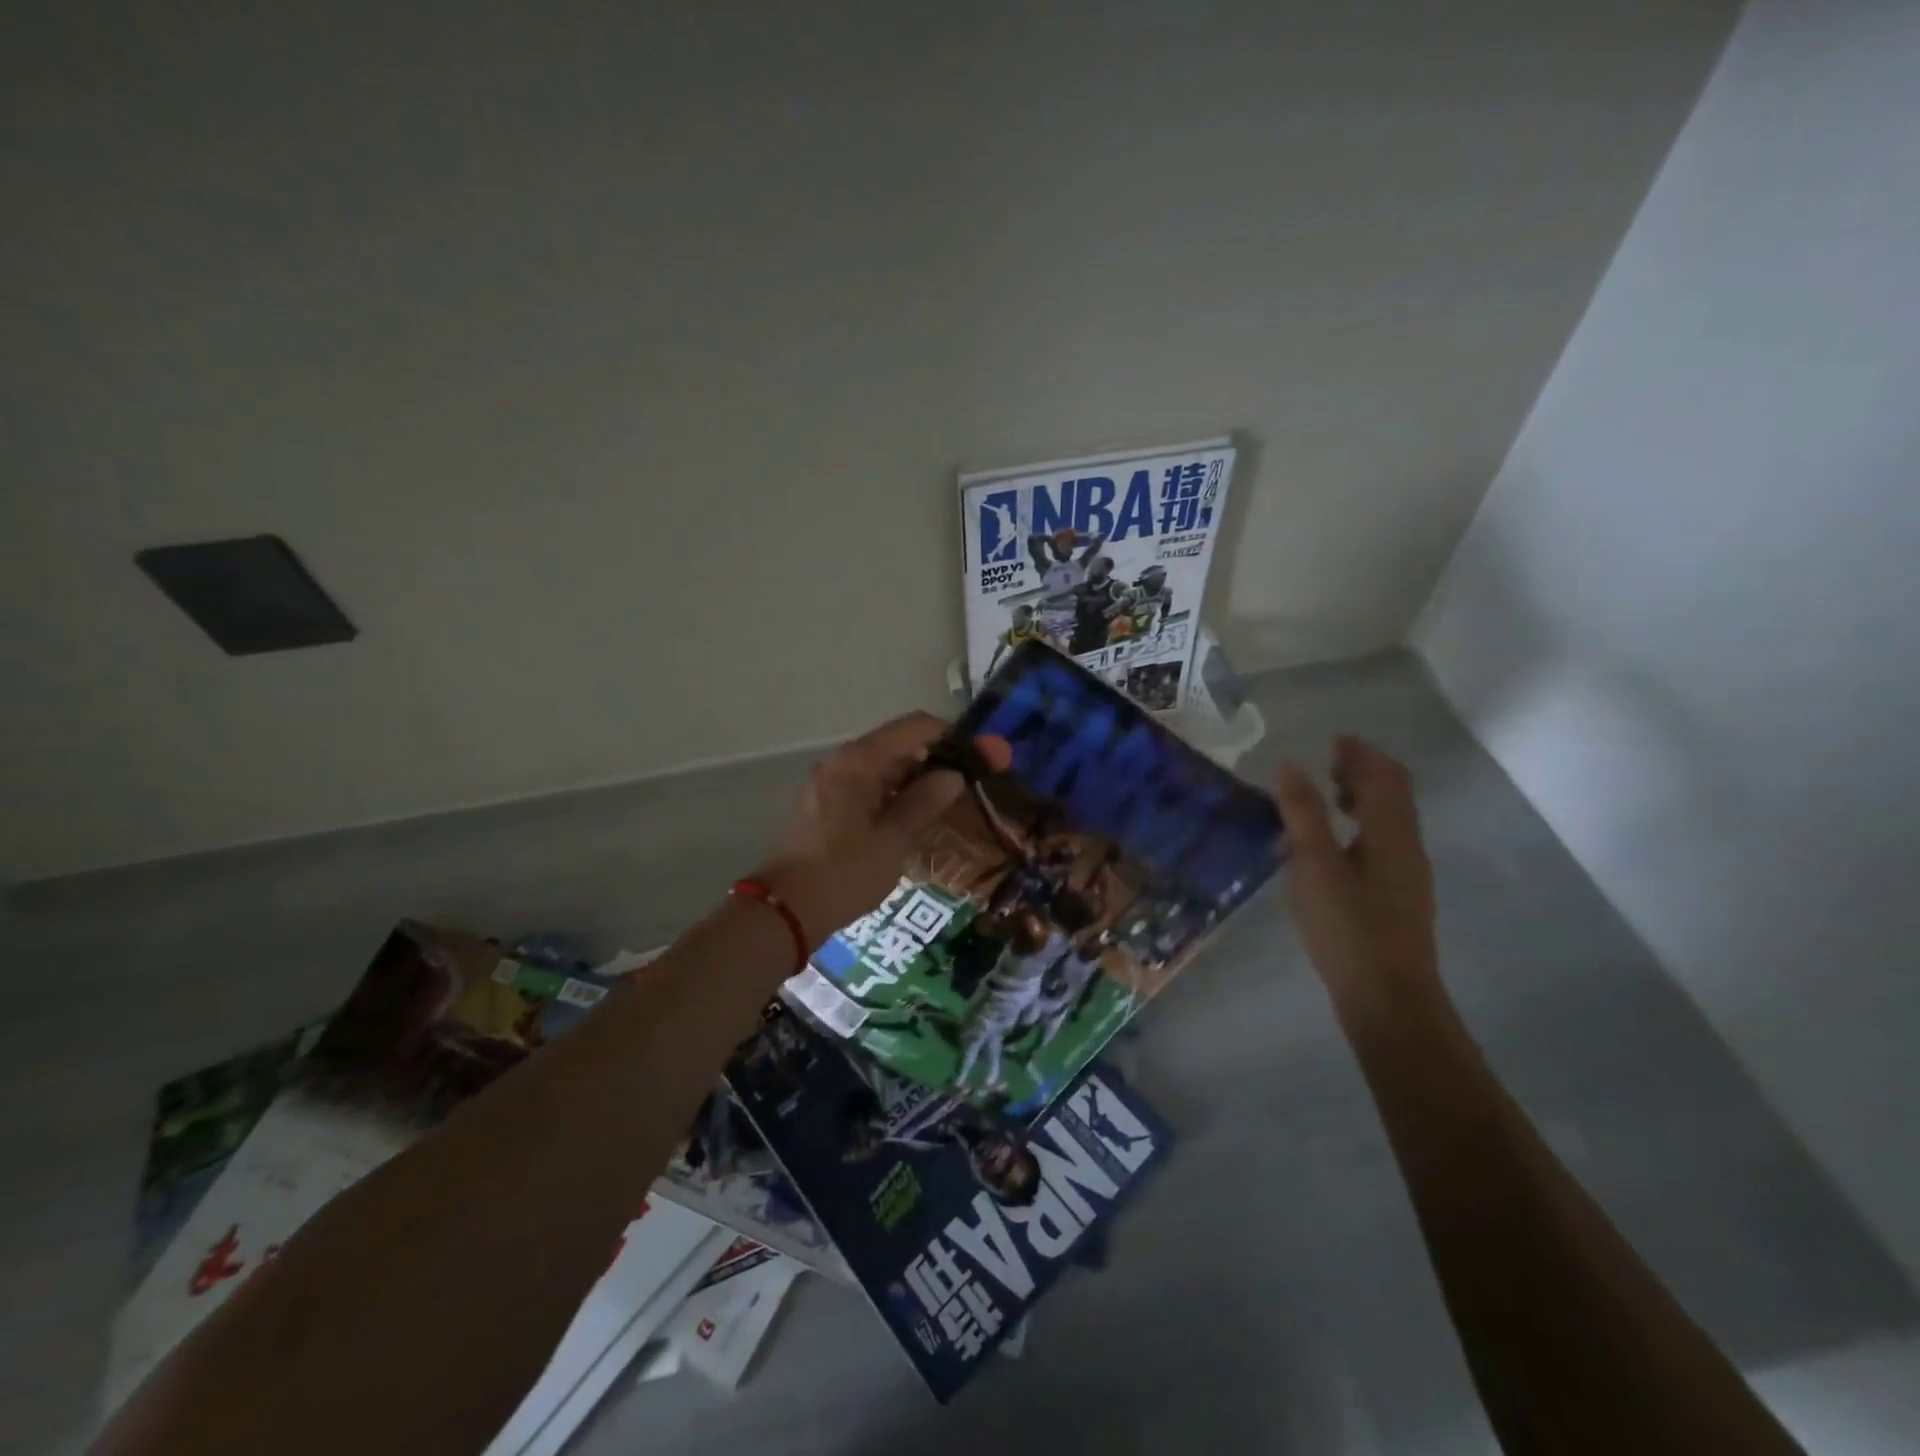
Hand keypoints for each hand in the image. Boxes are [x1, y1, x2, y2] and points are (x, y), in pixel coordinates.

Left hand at [753, 712, 1011, 947]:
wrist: (785, 911)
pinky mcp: (830, 803)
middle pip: (902, 744)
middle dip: (941, 757)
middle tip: (977, 781)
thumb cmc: (843, 874)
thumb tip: (954, 775)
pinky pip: (873, 784)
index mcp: (859, 761)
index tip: (985, 757)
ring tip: (956, 800)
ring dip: (921, 777)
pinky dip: (899, 792)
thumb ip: (925, 802)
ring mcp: (834, 781)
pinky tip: (921, 814)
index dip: (955, 736)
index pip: (916, 727)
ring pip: (888, 766)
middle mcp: (844, 761)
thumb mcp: (893, 840)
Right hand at [1274, 736, 1440, 1014]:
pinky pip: (1385, 842)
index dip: (1361, 754)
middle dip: (1367, 771)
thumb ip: (1303, 814)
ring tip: (1329, 795)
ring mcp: (1408, 874)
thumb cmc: (1348, 927)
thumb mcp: (1315, 866)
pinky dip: (1364, 824)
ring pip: (1392, 820)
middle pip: (1395, 795)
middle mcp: (1407, 847)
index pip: (1384, 777)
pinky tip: (1336, 845)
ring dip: (1366, 798)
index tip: (1335, 740)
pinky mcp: (1399, 897)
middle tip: (1331, 761)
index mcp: (1391, 833)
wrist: (1388, 998)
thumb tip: (1290, 766)